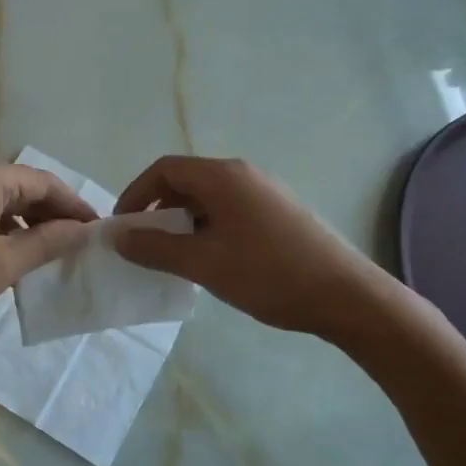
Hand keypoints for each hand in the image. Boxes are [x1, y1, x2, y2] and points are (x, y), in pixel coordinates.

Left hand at [0, 158, 97, 333]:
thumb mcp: (3, 263)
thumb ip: (47, 243)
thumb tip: (82, 230)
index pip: (46, 182)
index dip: (75, 206)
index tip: (99, 233)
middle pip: (23, 190)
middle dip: (52, 216)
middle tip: (78, 248)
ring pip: (1, 205)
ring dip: (27, 227)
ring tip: (49, 258)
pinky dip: (2, 234)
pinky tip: (9, 261)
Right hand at [113, 156, 408, 340]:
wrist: (347, 296)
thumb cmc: (269, 274)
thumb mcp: (203, 263)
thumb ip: (156, 248)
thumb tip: (118, 237)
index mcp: (223, 176)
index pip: (164, 169)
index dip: (135, 194)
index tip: (123, 228)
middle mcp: (243, 175)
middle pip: (185, 181)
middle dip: (158, 210)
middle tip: (145, 245)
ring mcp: (264, 193)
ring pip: (207, 199)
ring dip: (182, 223)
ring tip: (175, 258)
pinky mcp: (278, 213)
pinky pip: (228, 211)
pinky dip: (207, 229)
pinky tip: (211, 262)